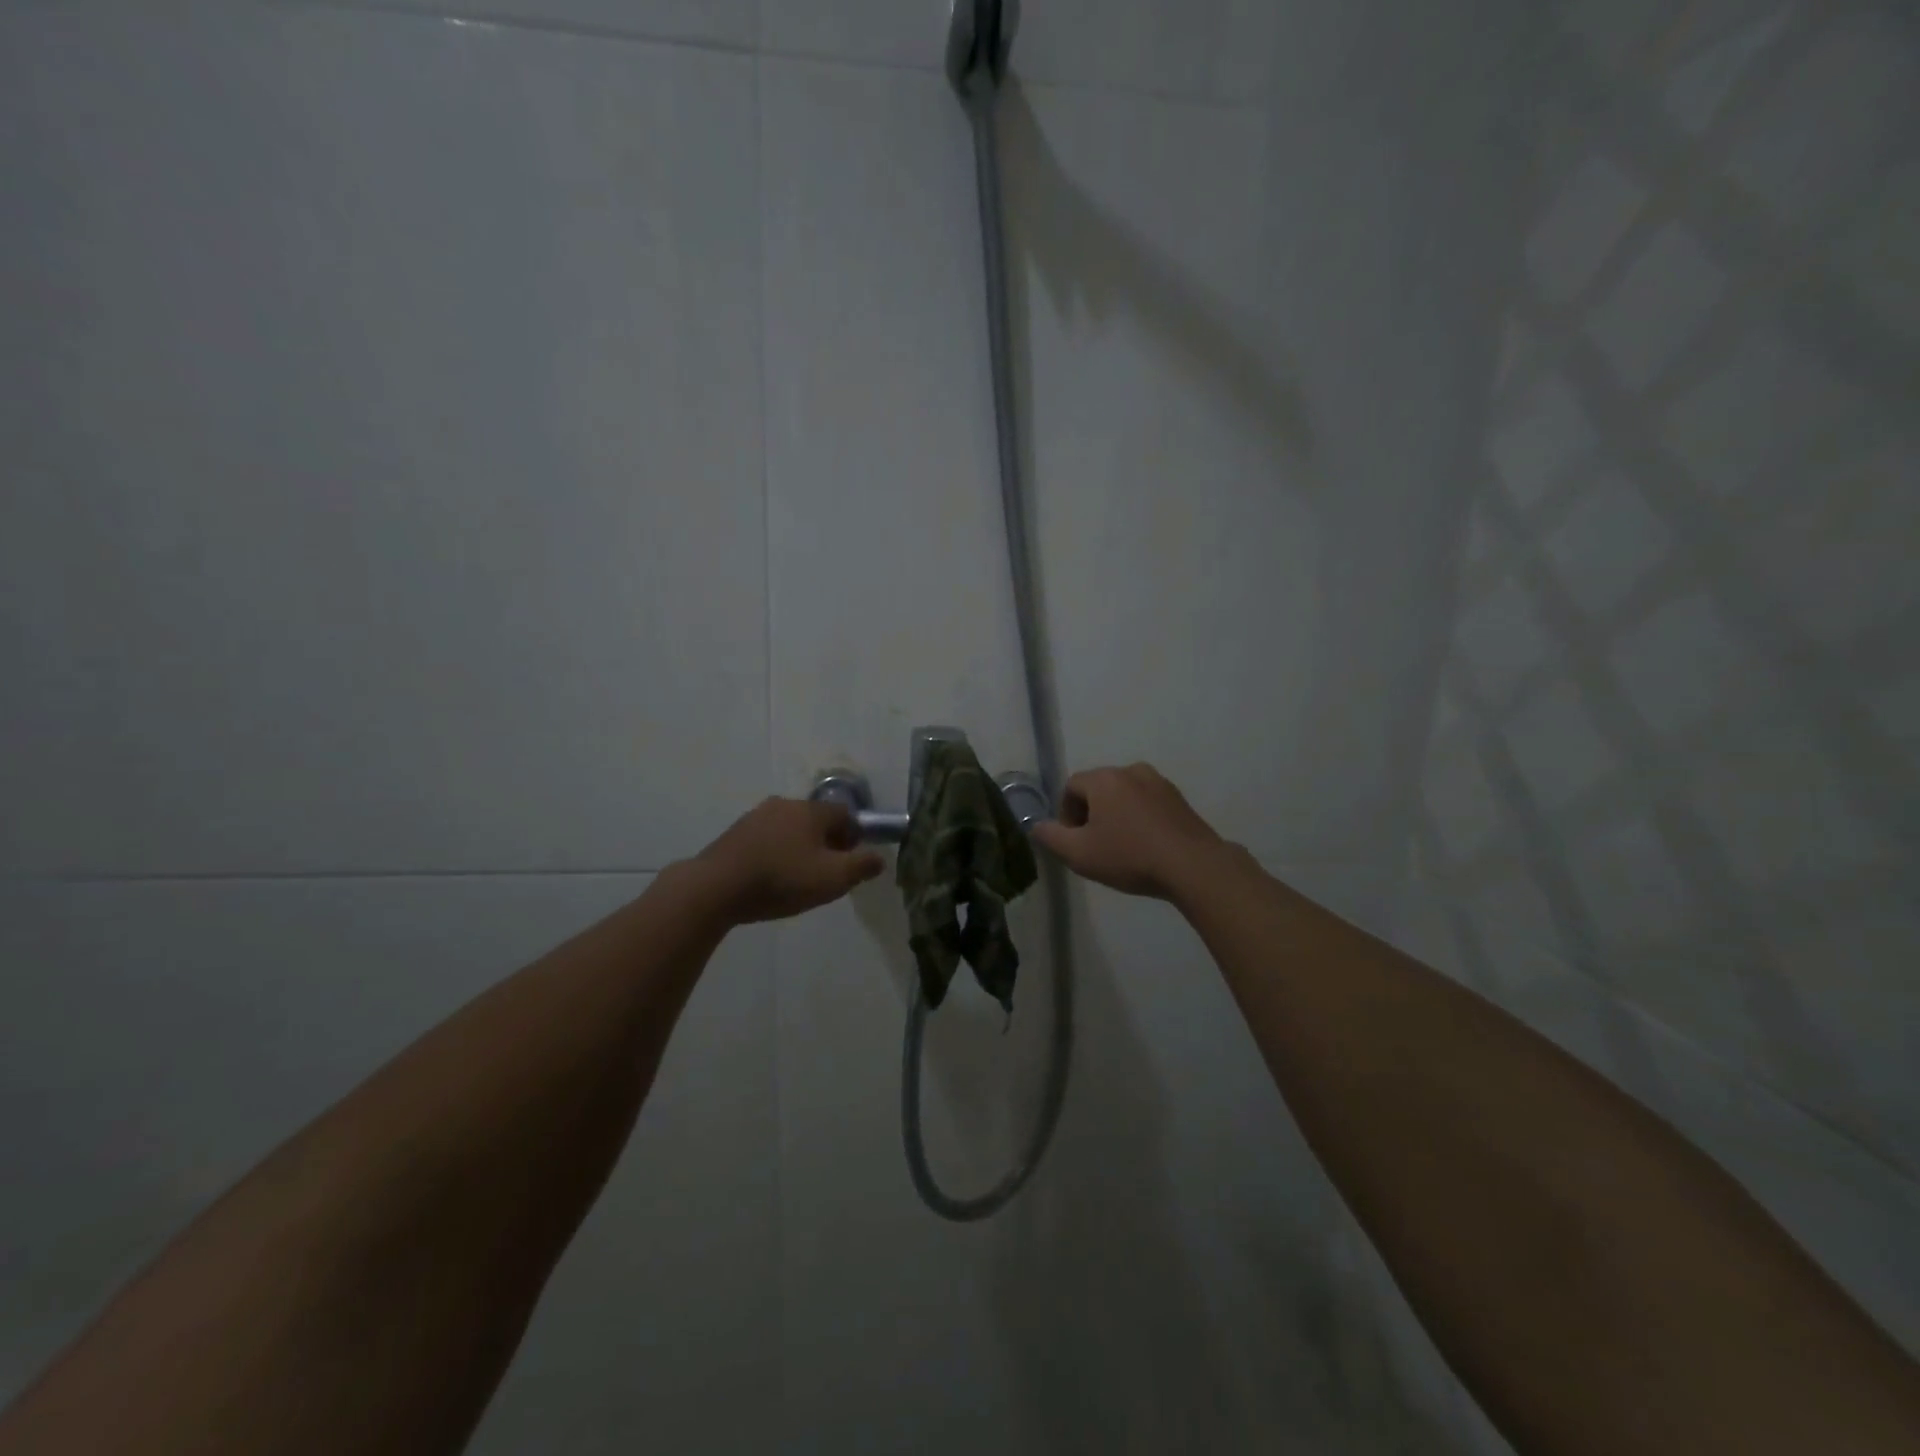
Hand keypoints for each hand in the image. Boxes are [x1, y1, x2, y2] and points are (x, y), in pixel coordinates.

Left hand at [694, 797, 886, 923]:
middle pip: (816, 820)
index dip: (854, 836)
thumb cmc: (782, 880)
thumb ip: (861, 866)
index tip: (850, 861)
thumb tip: (880, 858)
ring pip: (789, 828)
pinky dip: (775, 853)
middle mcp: (785, 805)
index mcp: (811, 811)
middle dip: (826, 842)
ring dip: (798, 847)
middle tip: (826, 871)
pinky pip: (766, 839)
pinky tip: (770, 877)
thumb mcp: (832, 879)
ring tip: (796, 877)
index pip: (845, 814)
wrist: (716, 887)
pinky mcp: (734, 833)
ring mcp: (756, 816)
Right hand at [1031, 763, 1232, 900]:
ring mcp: (1159, 783)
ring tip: (1121, 847)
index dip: (1065, 814)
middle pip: (1098, 788)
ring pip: (1124, 795)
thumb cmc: (1130, 856)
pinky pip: (1147, 803)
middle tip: (1094, 846)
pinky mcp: (1179, 799)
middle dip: (1090, 814)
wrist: (1193, 866)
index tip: (1073, 841)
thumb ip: (1050, 837)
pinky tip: (1145, 846)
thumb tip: (1036, 826)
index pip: (1071, 786)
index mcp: (1104, 779)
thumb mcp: (1079, 854)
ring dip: (1116, 816)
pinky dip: (1139, 819)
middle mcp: (1131, 771)